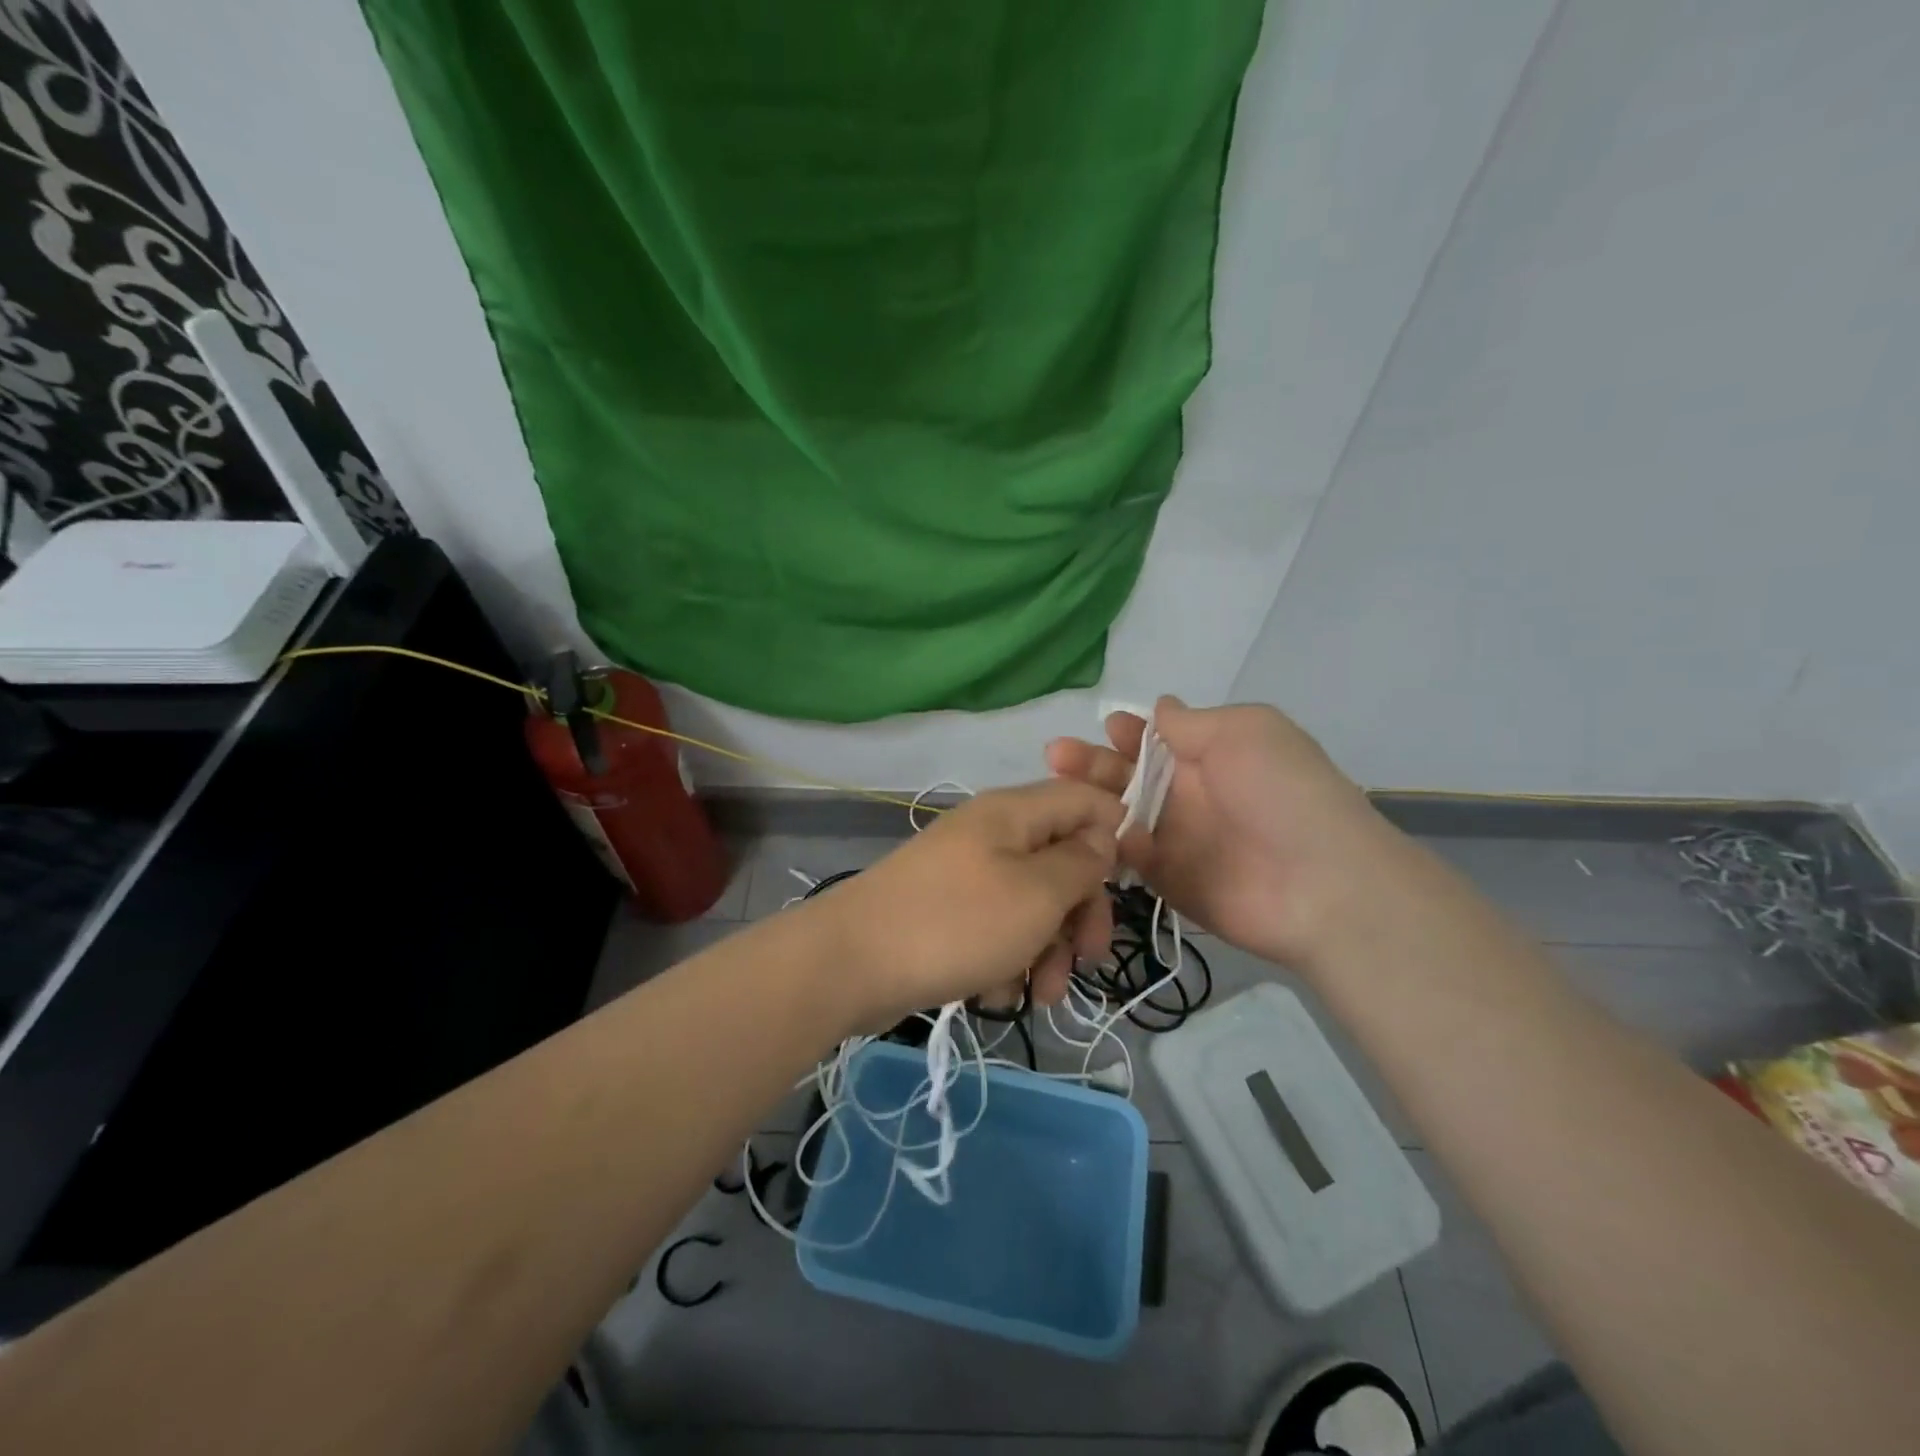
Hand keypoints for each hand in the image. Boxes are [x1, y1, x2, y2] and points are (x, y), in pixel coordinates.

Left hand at [815, 779, 1122, 1031]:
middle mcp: (990, 834)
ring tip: (1039, 995)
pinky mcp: (946, 912)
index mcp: (1013, 813)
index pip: (1085, 799)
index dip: (1118, 834)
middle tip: (1087, 960)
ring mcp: (964, 874)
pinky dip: (1005, 961)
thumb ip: (1081, 863)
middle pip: (1061, 859)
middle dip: (1081, 913)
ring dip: (1046, 950)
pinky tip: (993, 994)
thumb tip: (1104, 838)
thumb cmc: (956, 923)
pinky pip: (995, 929)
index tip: (1135, 884)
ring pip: (1031, 903)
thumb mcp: (1036, 894)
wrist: (850, 963)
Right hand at [1045, 697, 1394, 969]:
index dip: (1129, 730)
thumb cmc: (1282, 794)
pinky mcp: (1166, 879)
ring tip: (1055, 789)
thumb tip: (1160, 708)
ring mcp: (1176, 838)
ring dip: (1088, 799)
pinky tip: (1084, 829)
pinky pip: (1126, 856)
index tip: (1105, 727)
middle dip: (1093, 762)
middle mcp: (1189, 794)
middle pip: (1128, 774)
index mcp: (1211, 754)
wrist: (1320, 885)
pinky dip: (1105, 842)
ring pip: (1119, 813)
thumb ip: (1193, 723)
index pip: (1157, 738)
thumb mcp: (1246, 732)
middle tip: (1056, 755)